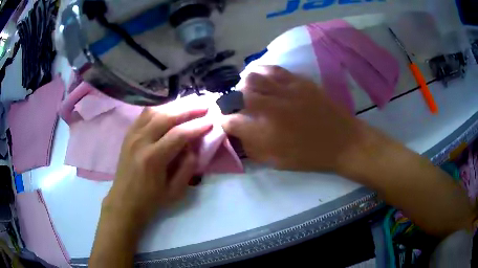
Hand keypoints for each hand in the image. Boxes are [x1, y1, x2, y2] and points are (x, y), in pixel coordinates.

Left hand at [103, 98, 212, 227]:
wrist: (124, 200)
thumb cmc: (151, 200)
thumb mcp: (175, 191)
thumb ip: (188, 167)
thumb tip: (195, 146)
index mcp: (153, 159)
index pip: (179, 134)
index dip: (197, 126)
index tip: (212, 121)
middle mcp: (141, 141)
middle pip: (166, 116)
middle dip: (189, 108)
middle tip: (205, 104)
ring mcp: (132, 135)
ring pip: (155, 110)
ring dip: (175, 104)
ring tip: (192, 102)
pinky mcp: (129, 133)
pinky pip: (145, 114)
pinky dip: (161, 107)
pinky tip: (171, 107)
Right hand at [222, 65, 365, 172]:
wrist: (344, 141)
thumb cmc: (311, 156)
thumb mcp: (279, 162)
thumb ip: (255, 149)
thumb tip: (239, 137)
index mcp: (267, 133)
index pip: (232, 122)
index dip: (224, 122)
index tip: (226, 123)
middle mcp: (272, 108)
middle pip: (239, 94)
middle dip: (231, 100)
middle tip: (235, 105)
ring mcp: (286, 90)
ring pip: (254, 77)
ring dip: (244, 83)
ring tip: (246, 89)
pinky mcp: (299, 81)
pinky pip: (274, 69)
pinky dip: (263, 71)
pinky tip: (263, 77)